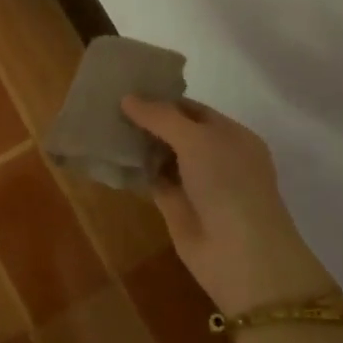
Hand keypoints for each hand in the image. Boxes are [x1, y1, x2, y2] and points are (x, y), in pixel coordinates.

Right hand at [120, 96, 335, 315]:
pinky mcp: (177, 208)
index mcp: (232, 135)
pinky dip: (135, 170)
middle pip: (176, 132)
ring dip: (138, 145)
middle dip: (147, 121)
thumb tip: (127, 98)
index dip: (163, 98)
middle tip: (106, 104)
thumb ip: (162, 117)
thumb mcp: (197, 140)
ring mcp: (196, 184)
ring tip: (101, 125)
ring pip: (163, 157)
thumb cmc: (228, 184)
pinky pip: (153, 181)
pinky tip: (109, 157)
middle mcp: (216, 157)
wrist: (240, 254)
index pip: (193, 109)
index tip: (127, 88)